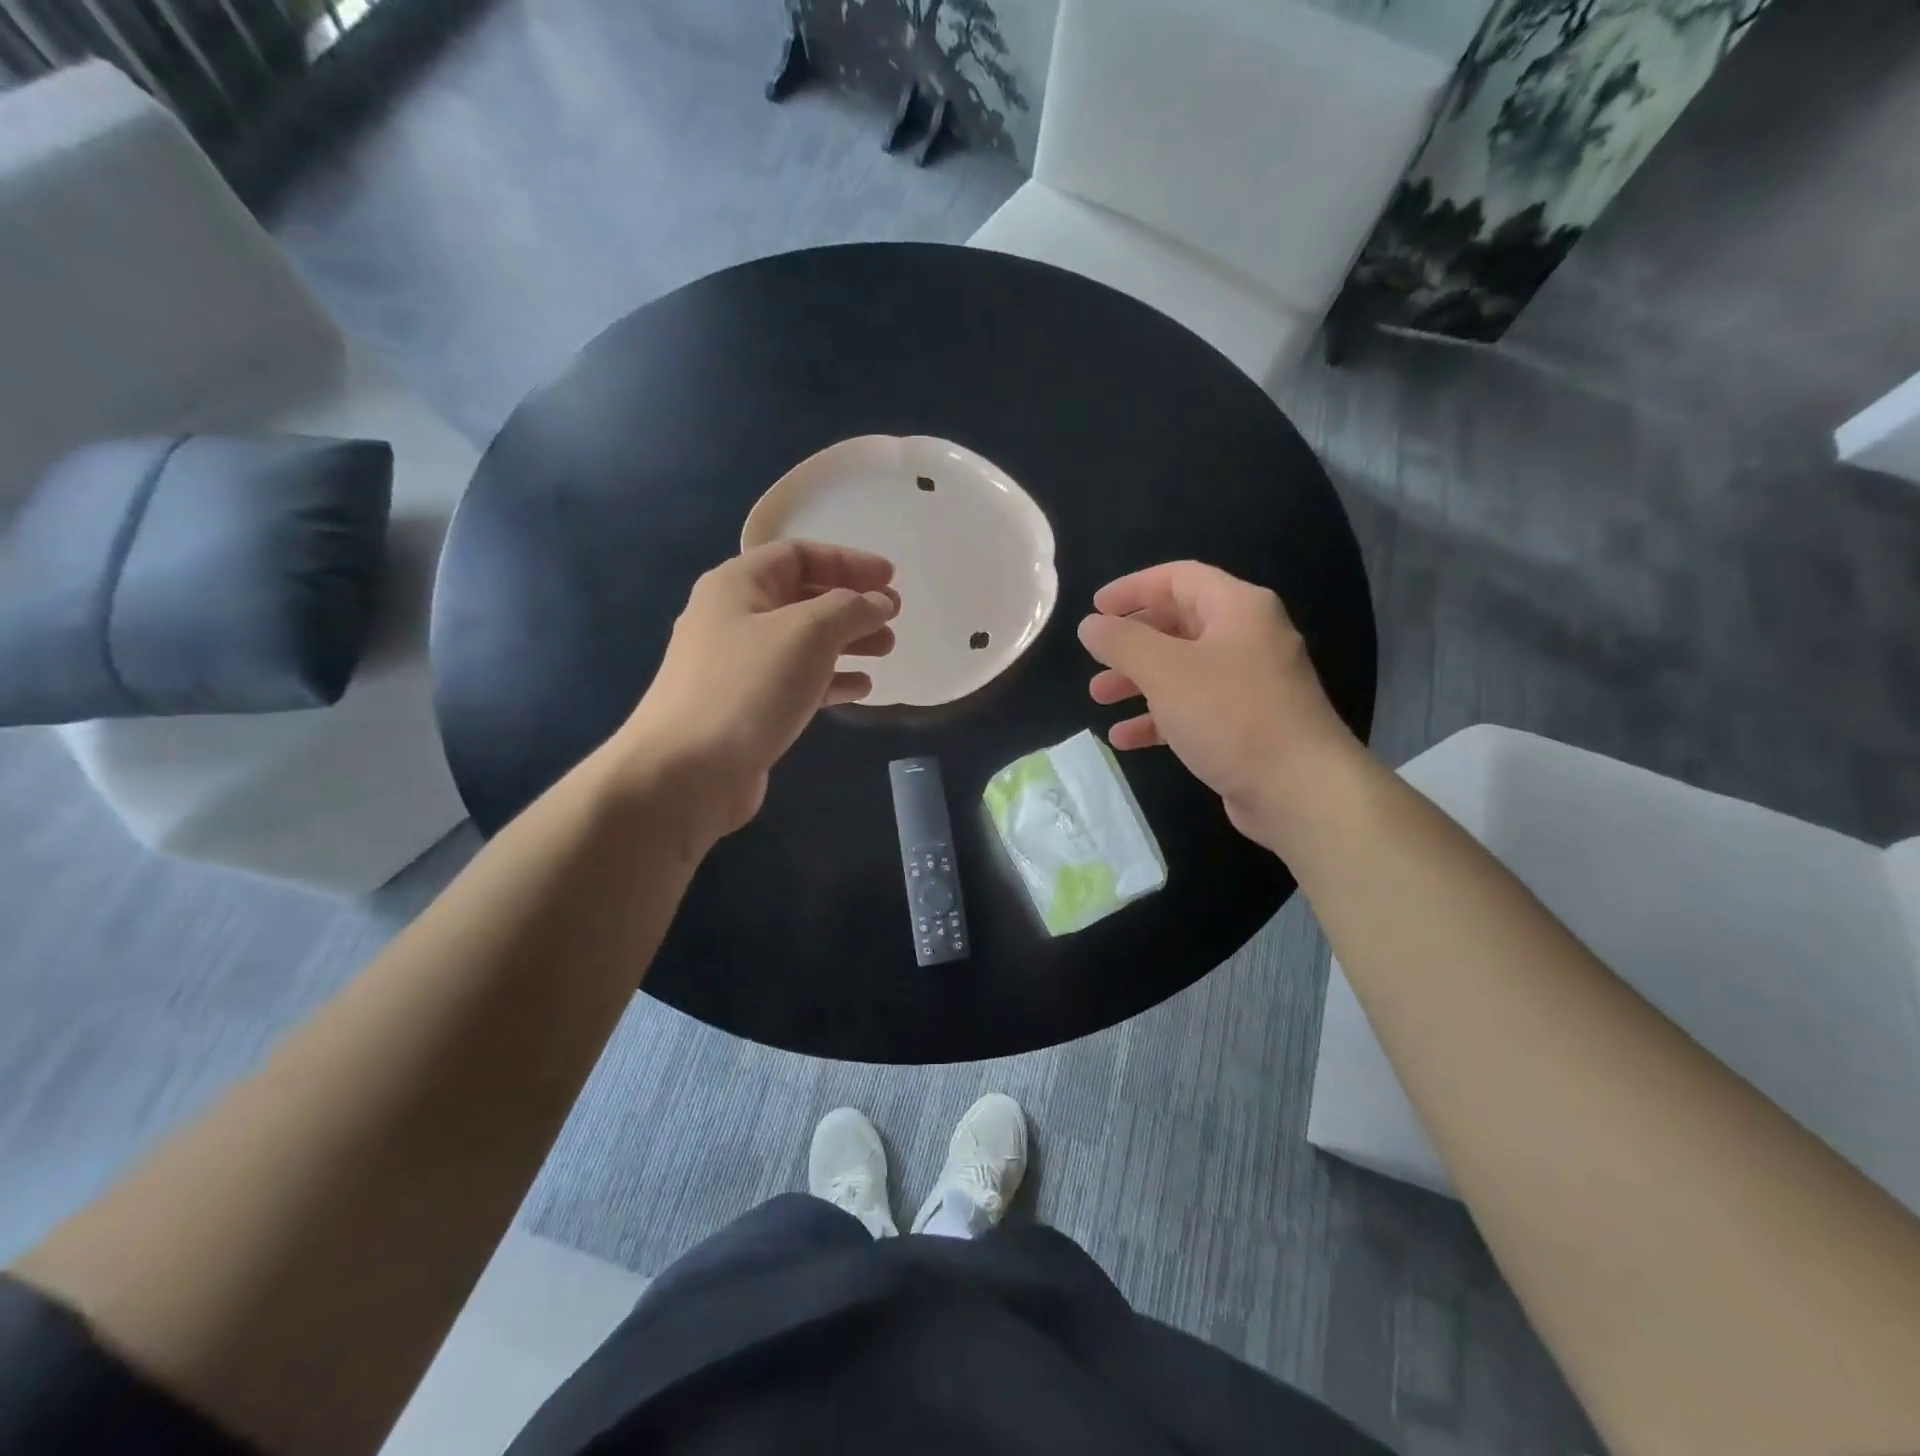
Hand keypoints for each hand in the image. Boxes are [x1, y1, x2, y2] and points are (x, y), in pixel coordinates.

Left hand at [617, 540, 898, 840]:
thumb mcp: (807, 633)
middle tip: (893, 617)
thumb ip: (850, 609)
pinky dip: (830, 680)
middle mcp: (733, 618)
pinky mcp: (747, 707)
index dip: (848, 561)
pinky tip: (861, 689)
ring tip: (887, 651)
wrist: (686, 772)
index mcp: (737, 585)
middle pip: (802, 597)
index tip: (890, 579)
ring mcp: (738, 666)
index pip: (798, 555)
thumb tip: (879, 602)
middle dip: (851, 604)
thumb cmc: (748, 688)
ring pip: (802, 642)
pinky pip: (796, 681)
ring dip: (846, 641)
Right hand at [1077, 561, 1360, 851]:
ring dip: (1138, 680)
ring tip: (1099, 697)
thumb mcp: (1165, 671)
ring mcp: (1250, 684)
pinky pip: (1194, 709)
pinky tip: (1124, 738)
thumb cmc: (1231, 715)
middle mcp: (1248, 638)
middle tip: (1095, 656)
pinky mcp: (1246, 725)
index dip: (1133, 588)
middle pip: (1179, 624)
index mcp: (1238, 609)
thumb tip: (1090, 625)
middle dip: (1132, 641)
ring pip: (1182, 670)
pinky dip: (1158, 717)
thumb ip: (1122, 642)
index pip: (1179, 578)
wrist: (1300, 789)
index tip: (1095, 608)